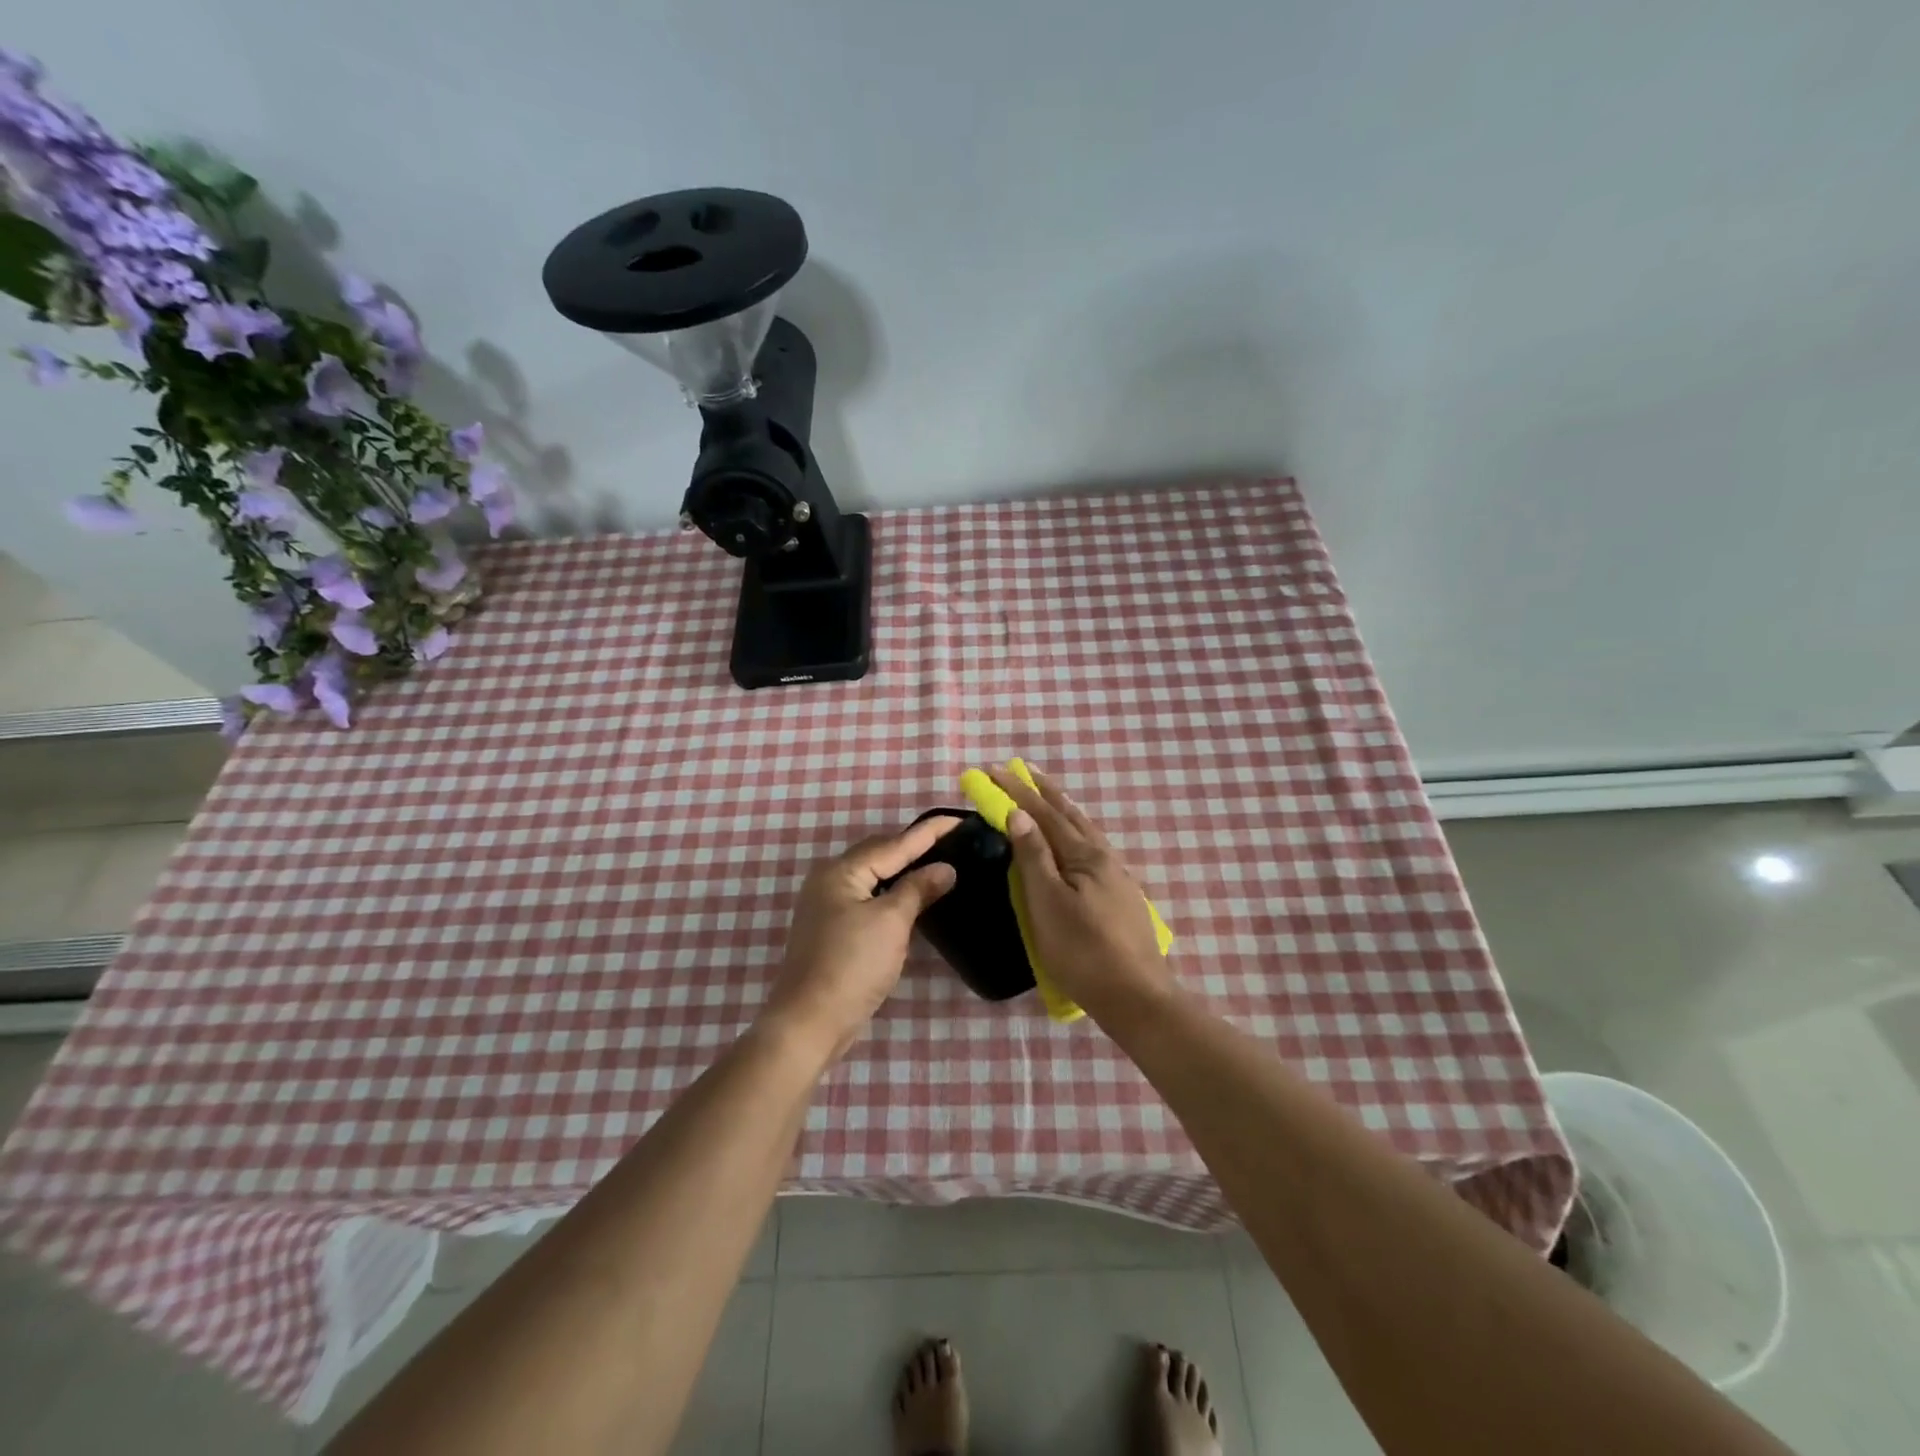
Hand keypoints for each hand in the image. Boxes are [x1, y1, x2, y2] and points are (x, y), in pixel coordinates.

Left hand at [763, 816, 960, 1060]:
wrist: (809, 1022)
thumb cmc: (852, 965)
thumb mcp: (891, 923)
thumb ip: (918, 889)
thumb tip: (945, 869)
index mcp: (842, 871)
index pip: (895, 843)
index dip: (930, 832)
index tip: (961, 820)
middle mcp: (830, 880)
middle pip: (881, 854)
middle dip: (916, 847)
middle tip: (955, 842)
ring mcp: (828, 905)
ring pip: (875, 877)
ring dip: (906, 870)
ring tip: (941, 863)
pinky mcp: (833, 928)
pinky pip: (869, 897)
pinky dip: (893, 893)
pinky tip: (914, 897)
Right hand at [986, 764, 1170, 1014]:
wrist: (1136, 996)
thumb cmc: (1083, 950)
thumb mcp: (1048, 903)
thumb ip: (1034, 857)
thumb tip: (1019, 814)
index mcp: (1084, 855)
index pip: (1043, 814)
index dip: (1016, 791)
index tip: (992, 769)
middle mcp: (1103, 857)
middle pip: (1069, 815)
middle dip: (1042, 791)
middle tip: (1022, 769)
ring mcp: (1116, 876)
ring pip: (1084, 831)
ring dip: (1060, 809)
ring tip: (1045, 797)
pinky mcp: (1120, 896)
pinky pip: (1090, 849)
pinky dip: (1073, 832)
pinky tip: (1072, 843)